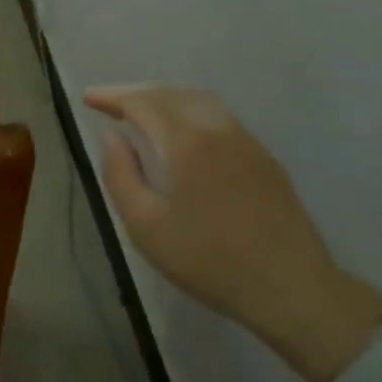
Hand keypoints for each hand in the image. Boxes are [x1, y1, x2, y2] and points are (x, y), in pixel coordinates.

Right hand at [84, 85, 381, 381]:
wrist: (293, 288)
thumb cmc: (210, 261)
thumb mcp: (146, 227)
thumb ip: (121, 176)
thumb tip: (112, 138)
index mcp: (187, 142)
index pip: (143, 102)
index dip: (113, 95)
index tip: (89, 98)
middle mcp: (218, 129)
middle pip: (171, 94)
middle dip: (136, 93)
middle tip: (109, 105)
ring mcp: (247, 141)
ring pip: (199, 101)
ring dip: (165, 100)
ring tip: (143, 115)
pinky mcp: (265, 158)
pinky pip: (219, 118)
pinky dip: (190, 113)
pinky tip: (183, 135)